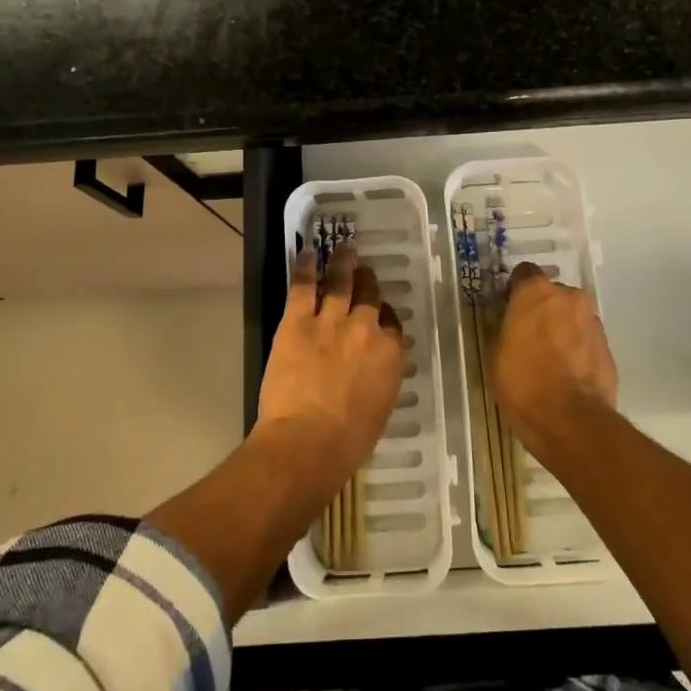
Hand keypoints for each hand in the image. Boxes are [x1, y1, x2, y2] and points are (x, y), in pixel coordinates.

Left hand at [255, 245, 404, 490]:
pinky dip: (305, 267)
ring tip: (344, 249)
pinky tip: (307, 252)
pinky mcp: (298, 321)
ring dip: (343, 263)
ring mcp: (332, 321)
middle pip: (370, 296)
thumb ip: (379, 380)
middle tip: (364, 271)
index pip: (392, 324)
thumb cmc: (347, 441)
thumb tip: (372, 371)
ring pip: (340, 282)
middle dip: (368, 281)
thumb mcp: (379, 409)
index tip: (380, 312)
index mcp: (390, 355)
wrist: (308, 441)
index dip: (384, 315)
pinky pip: (303, 286)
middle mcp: (366, 330)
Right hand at [489, 262, 617, 455]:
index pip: (524, 273)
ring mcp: (593, 322)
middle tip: (530, 335)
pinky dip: (577, 350)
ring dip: (563, 329)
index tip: (509, 307)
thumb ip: (508, 329)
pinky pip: (586, 340)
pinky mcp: (609, 348)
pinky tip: (568, 374)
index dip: (515, 289)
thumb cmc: (523, 382)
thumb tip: (515, 328)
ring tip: (551, 359)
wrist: (571, 421)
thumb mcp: (497, 354)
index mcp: (536, 292)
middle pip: (553, 295)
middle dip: (543, 310)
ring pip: (572, 317)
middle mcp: (569, 298)